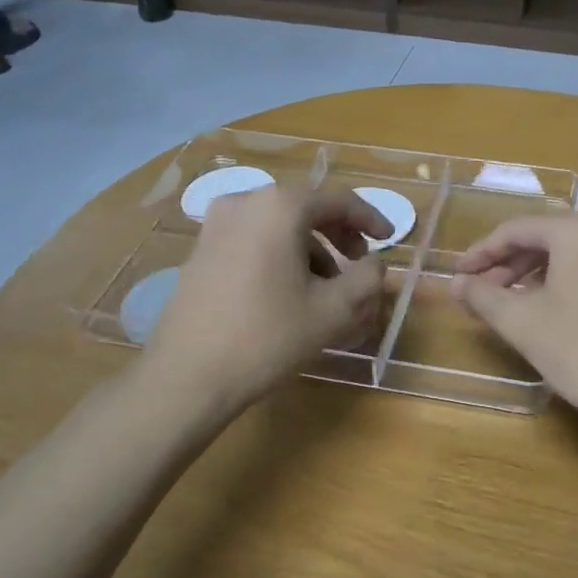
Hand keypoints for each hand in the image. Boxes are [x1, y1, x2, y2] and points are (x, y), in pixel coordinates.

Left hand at [144, 186, 391, 410]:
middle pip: (306, 208)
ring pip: (279, 226)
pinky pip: (254, 240)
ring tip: (326, 289)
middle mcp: (245, 202)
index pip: (338, 200)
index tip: (390, 239)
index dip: (370, 218)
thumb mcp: (334, 310)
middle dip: (339, 234)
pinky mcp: (201, 249)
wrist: (188, 376)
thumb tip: (374, 264)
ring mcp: (216, 224)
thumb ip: (368, 278)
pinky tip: (289, 293)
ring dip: (311, 249)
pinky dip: (281, 255)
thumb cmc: (267, 337)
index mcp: (280, 207)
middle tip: (359, 263)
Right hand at [453, 214, 577, 423]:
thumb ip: (482, 296)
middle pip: (542, 238)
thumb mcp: (521, 321)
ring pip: (565, 255)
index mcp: (577, 230)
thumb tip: (454, 283)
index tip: (457, 276)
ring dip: (529, 275)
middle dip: (505, 265)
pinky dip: (558, 283)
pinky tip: (543, 311)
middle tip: (478, 293)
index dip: (480, 253)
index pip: (515, 230)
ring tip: (505, 304)